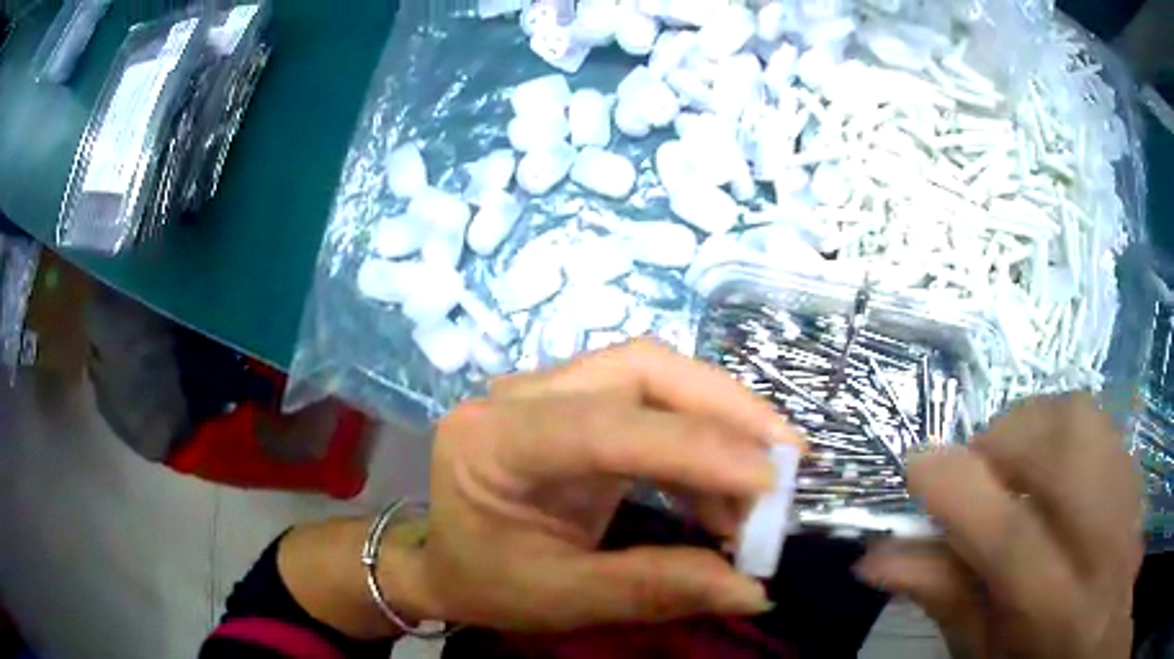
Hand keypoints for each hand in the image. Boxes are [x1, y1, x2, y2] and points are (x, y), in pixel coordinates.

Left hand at [401, 340, 802, 631]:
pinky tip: (723, 490)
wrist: (447, 562)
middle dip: (725, 408)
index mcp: (492, 442)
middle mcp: (518, 396)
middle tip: (788, 456)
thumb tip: (753, 592)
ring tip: (761, 489)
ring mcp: (549, 391)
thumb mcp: (563, 599)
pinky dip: (699, 440)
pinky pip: (651, 401)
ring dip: (720, 423)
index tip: (772, 479)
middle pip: (640, 369)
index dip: (694, 448)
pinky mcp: (576, 404)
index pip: (603, 427)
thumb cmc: (486, 582)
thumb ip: (655, 590)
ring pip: (653, 375)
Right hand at [855, 394, 1143, 658]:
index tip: (914, 466)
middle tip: (973, 475)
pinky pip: (1097, 419)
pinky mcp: (1134, 473)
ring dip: (1030, 427)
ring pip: (1082, 419)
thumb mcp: (980, 653)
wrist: (1099, 637)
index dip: (958, 490)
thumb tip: (876, 556)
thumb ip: (942, 599)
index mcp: (1055, 614)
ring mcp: (1127, 500)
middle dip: (1002, 443)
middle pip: (1061, 451)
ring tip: (1009, 466)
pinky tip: (1047, 464)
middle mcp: (1103, 549)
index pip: (1011, 538)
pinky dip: (1059, 425)